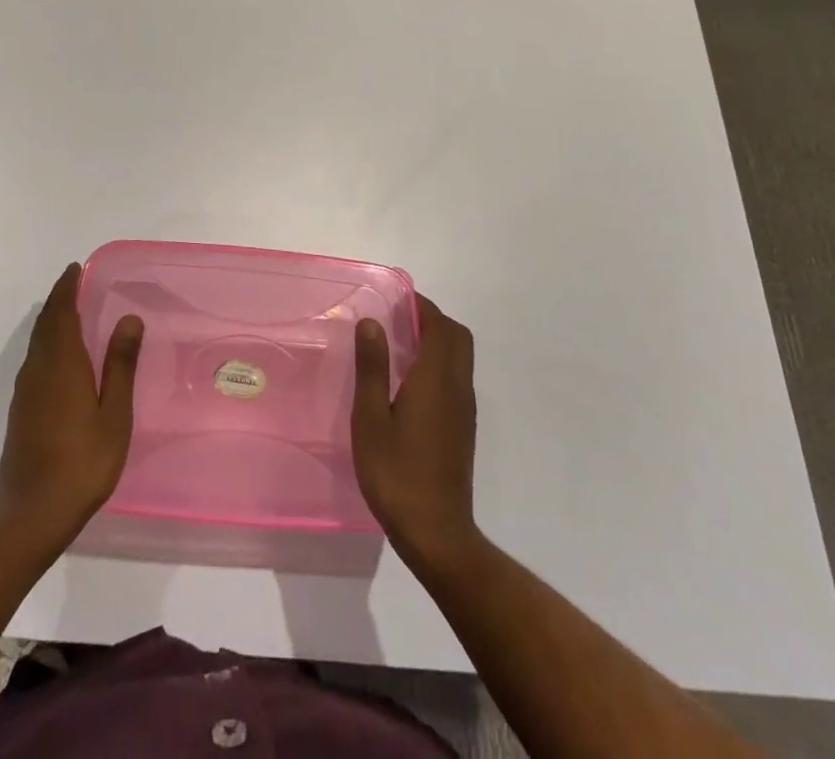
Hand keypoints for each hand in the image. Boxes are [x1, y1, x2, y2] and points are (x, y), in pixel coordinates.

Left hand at [0, 264, 143, 539]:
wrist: (31, 514)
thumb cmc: (82, 462)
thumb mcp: (114, 414)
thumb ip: (120, 365)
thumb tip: (128, 318)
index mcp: (61, 364)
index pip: (61, 312)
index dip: (66, 288)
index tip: (75, 269)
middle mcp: (38, 369)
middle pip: (45, 324)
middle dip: (58, 300)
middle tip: (73, 283)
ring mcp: (24, 391)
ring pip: (36, 343)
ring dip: (50, 321)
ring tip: (68, 312)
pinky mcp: (20, 411)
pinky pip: (33, 360)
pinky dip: (45, 344)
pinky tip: (58, 357)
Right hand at [352, 293, 477, 562]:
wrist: (436, 533)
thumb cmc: (396, 473)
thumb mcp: (371, 418)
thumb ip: (373, 367)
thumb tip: (372, 322)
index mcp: (436, 379)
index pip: (440, 326)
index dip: (421, 306)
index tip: (396, 300)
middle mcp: (457, 388)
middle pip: (458, 337)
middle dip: (433, 320)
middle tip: (398, 320)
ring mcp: (464, 410)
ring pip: (460, 358)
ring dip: (438, 341)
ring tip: (399, 346)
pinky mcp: (463, 429)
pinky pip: (456, 379)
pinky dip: (439, 364)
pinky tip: (409, 384)